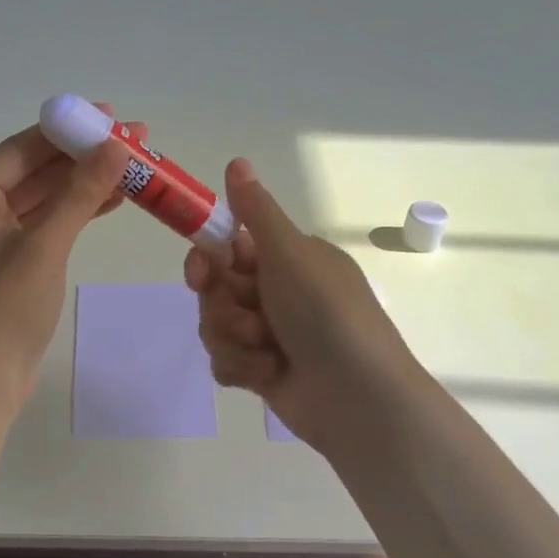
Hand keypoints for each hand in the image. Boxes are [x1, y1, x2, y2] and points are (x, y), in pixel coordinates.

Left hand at [0, 112, 137, 402]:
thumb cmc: (2, 313)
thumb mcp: (44, 248)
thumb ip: (79, 194)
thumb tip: (117, 145)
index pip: (21, 149)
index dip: (68, 130)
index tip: (112, 115)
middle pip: (34, 169)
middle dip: (83, 155)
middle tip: (136, 140)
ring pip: (43, 196)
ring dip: (85, 182)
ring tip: (136, 165)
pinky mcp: (9, 258)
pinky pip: (45, 222)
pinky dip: (76, 211)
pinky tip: (115, 197)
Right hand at [185, 158, 424, 456]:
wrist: (357, 396)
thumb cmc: (325, 314)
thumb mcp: (290, 254)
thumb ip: (255, 211)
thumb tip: (237, 160)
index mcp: (288, 259)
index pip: (228, 247)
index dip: (208, 259)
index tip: (202, 270)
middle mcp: (277, 292)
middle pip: (214, 289)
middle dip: (224, 306)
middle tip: (247, 316)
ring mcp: (268, 333)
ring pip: (214, 326)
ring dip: (235, 339)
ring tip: (269, 351)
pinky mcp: (261, 371)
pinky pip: (224, 360)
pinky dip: (242, 368)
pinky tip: (267, 375)